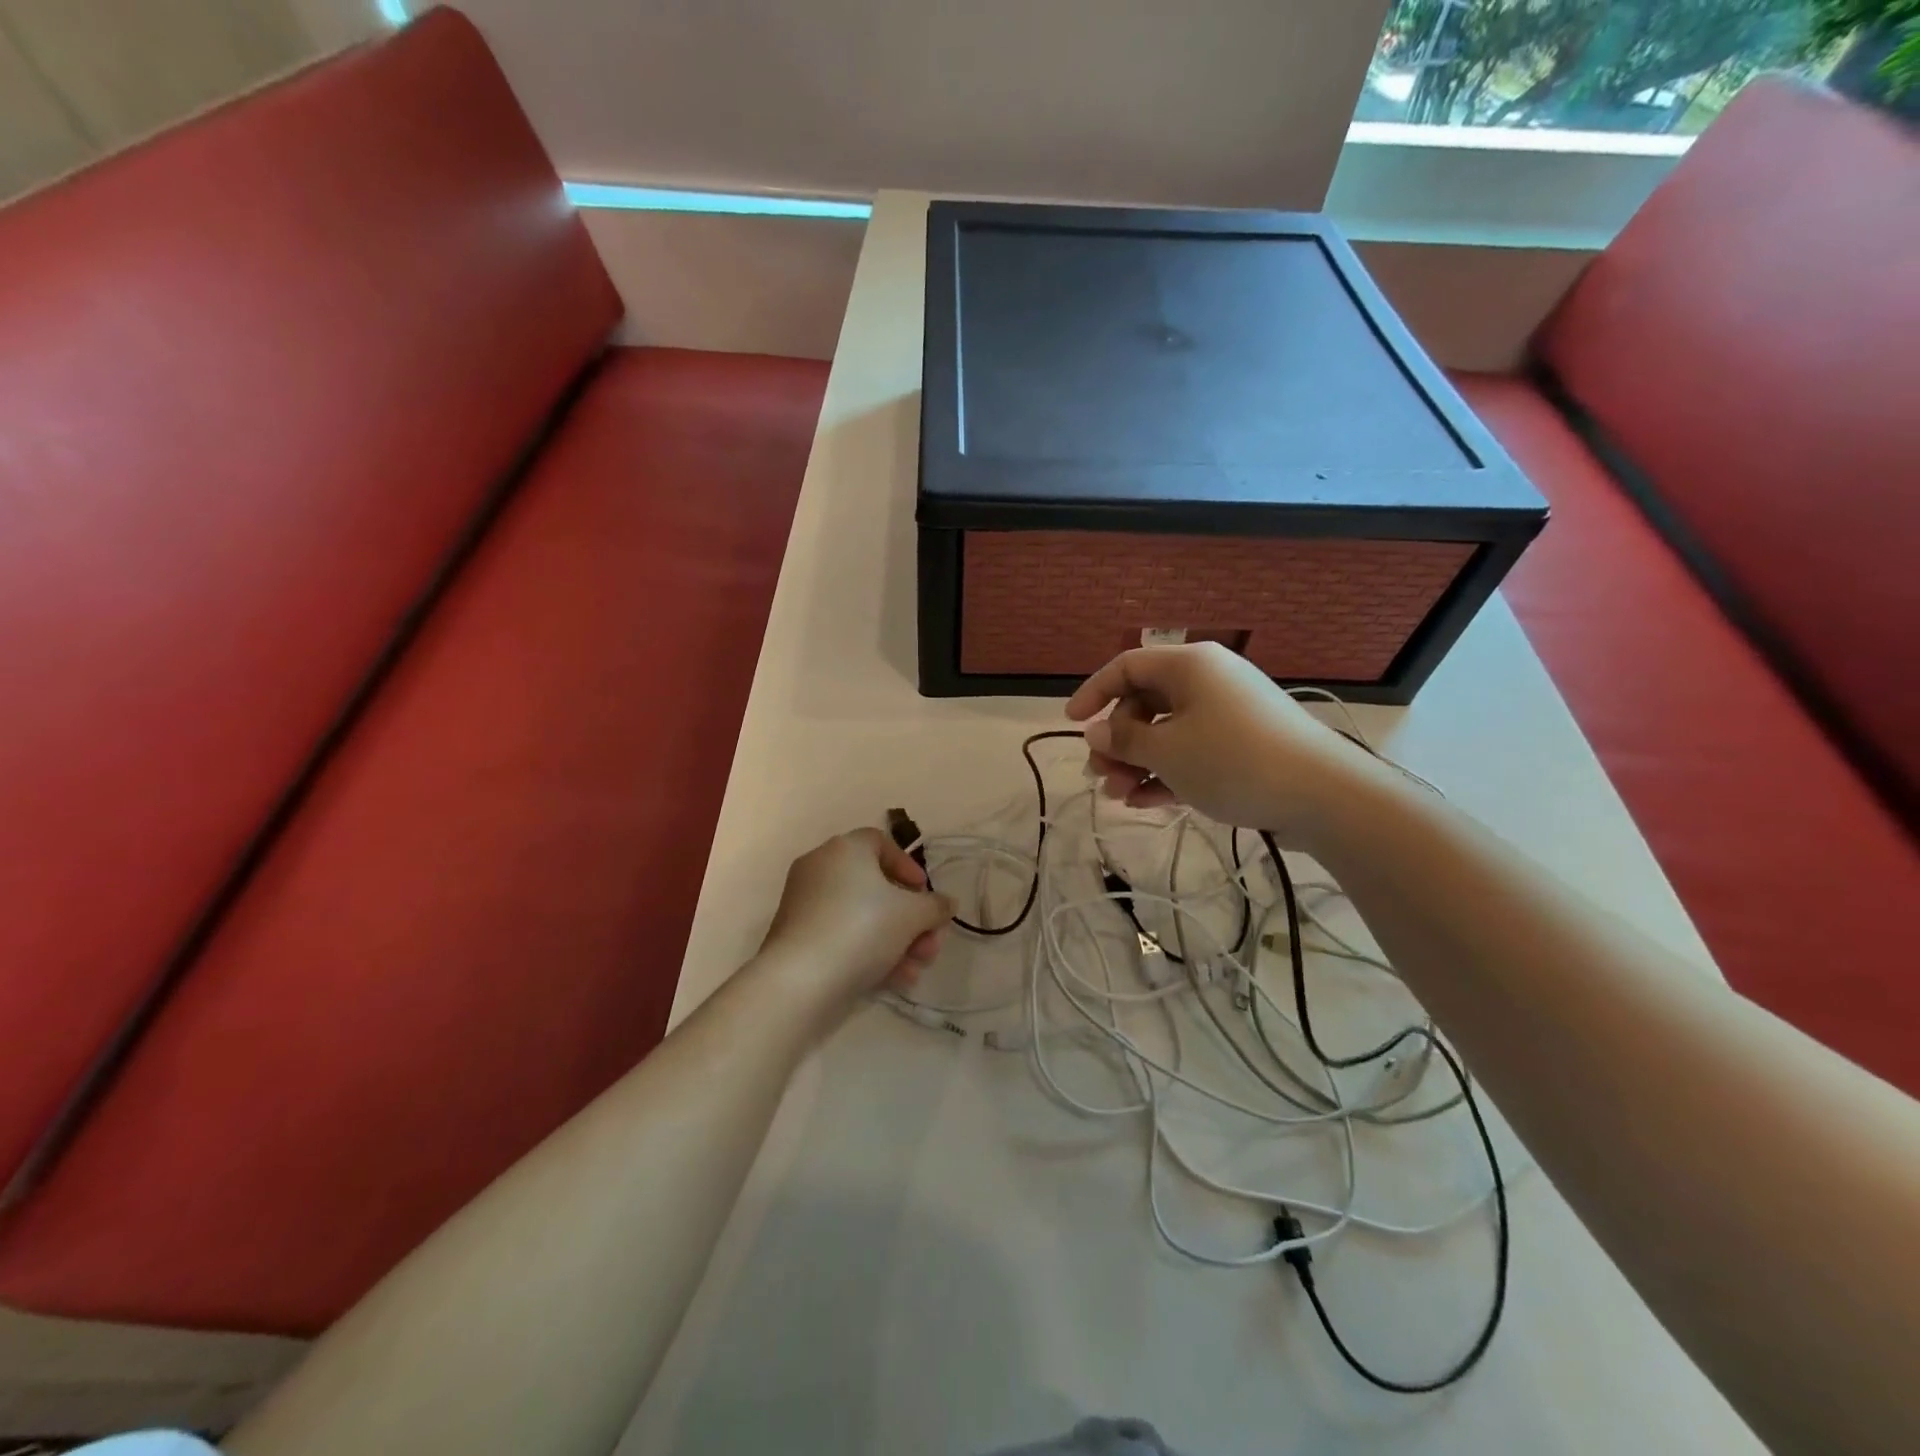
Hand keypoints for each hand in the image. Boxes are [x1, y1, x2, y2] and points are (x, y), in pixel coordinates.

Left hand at [755, 828, 956, 1017]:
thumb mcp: (913, 915)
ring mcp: (806, 903)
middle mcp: (821, 867)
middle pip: (876, 887)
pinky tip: (894, 979)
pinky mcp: (798, 936)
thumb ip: (935, 906)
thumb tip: (946, 903)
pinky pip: (843, 935)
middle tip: (930, 943)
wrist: (801, 980)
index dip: (909, 867)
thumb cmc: (862, 929)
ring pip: (862, 916)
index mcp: (845, 849)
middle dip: (911, 918)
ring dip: (896, 940)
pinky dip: (869, 951)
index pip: (881, 843)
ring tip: (916, 968)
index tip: (925, 894)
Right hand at [1065, 643, 1380, 845]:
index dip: (1094, 693)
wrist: (1322, 795)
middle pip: (1145, 703)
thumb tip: (1094, 732)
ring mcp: (1228, 714)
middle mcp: (1208, 682)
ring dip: (1137, 763)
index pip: (1127, 667)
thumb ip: (1123, 741)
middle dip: (1117, 742)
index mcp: (1189, 666)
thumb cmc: (1233, 760)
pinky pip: (1192, 751)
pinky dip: (1167, 773)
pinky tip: (1143, 803)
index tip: (1072, 724)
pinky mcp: (1243, 746)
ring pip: (1167, 732)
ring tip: (1117, 797)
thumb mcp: (1167, 752)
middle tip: (1100, 776)